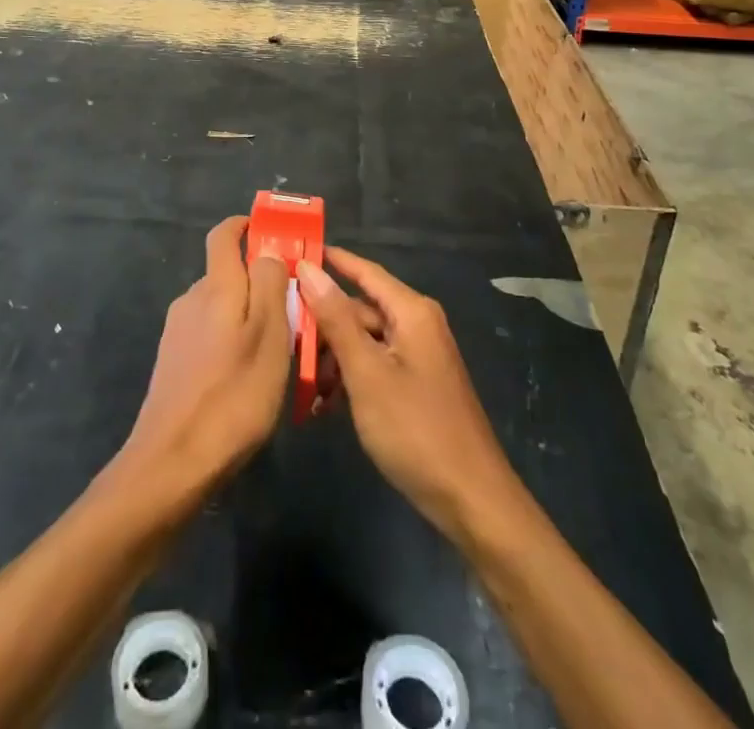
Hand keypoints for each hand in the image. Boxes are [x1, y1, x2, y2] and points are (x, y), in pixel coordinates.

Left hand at [117, 216, 292, 500]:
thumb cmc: (233, 395)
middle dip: (259, 281)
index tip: (272, 232)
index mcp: (215, 287)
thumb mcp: (269, 336)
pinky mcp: (173, 363)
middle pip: (227, 273)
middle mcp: (191, 300)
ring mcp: (178, 333)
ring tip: (279, 350)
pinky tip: (249, 376)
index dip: (245, 226)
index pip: (223, 235)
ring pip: (221, 307)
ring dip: (248, 315)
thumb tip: (268, 250)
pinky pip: (210, 334)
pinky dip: (232, 340)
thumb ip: (270, 284)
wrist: (171, 464)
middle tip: (295, 308)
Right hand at [299, 248, 519, 542]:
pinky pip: (376, 365)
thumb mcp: (367, 373)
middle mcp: (417, 324)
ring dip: (334, 357)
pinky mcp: (417, 383)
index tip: (292, 253)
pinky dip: (351, 378)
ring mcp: (419, 355)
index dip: (330, 261)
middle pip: (361, 308)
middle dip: (323, 324)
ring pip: (364, 340)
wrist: (471, 500)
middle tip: (282, 337)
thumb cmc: (415, 429)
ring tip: (303, 383)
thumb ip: (336, 319)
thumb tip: (309, 269)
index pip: (364, 271)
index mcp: (411, 312)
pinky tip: (325, 404)